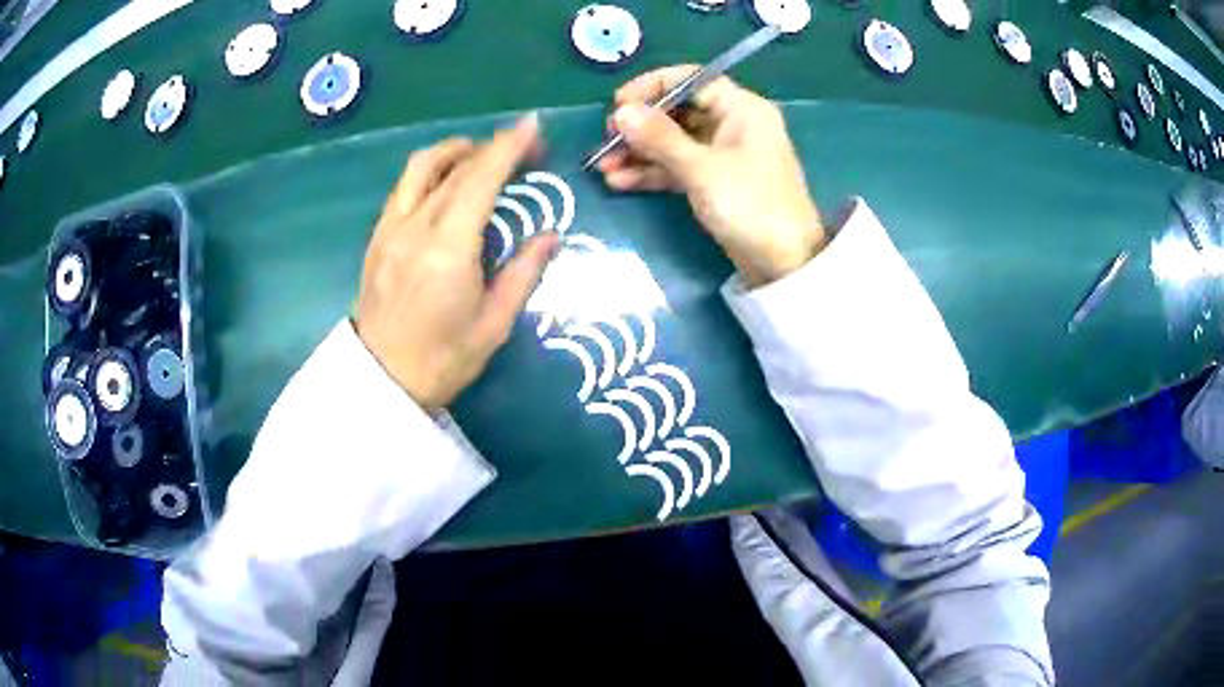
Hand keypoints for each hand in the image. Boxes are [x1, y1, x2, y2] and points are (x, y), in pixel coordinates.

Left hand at [356, 115, 558, 410]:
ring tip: (481, 156)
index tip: (533, 125)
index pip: (481, 178)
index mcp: (449, 247)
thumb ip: (523, 272)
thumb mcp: (495, 324)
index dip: (509, 146)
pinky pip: (404, 188)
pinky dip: (430, 172)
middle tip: (523, 149)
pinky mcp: (377, 238)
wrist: (382, 383)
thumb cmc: (444, 360)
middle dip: (492, 148)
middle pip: (455, 167)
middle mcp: (415, 226)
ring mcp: (390, 229)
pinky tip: (446, 185)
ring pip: (420, 168)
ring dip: (455, 151)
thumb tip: (551, 235)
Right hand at [597, 66, 826, 287]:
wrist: (785, 265)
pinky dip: (652, 173)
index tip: (618, 105)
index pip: (691, 80)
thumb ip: (660, 138)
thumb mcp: (702, 169)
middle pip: (678, 111)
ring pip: (674, 142)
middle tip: (606, 142)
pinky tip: (619, 182)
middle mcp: (733, 124)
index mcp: (741, 108)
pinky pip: (678, 167)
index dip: (651, 87)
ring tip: (602, 167)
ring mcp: (723, 154)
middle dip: (640, 126)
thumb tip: (621, 112)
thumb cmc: (750, 206)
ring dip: (639, 152)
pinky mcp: (715, 181)